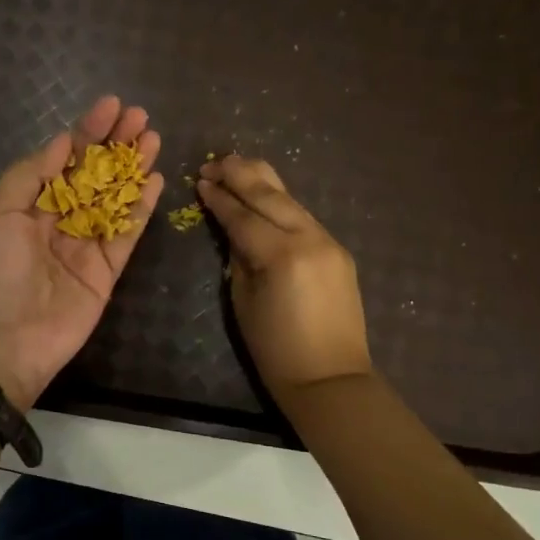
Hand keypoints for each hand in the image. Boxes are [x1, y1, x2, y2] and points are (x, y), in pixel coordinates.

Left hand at [0, 96, 163, 409]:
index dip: (85, 132)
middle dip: (115, 145)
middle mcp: (55, 222)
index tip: (110, 105)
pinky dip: (141, 209)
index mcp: (25, 206)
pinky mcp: (105, 273)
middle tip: (141, 116)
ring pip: (113, 200)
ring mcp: (82, 248)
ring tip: (154, 138)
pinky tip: (155, 180)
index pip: (61, 160)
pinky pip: (126, 235)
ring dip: (133, 169)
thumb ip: (30, 176)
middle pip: (92, 176)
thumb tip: (61, 142)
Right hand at [196, 154, 372, 403]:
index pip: (242, 216)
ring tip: (239, 165)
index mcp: (280, 255)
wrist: (330, 378)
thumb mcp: (243, 302)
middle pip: (270, 196)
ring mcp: (329, 242)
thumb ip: (238, 259)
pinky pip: (305, 217)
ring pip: (291, 200)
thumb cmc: (276, 349)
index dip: (219, 198)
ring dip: (263, 181)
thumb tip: (235, 234)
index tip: (201, 180)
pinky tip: (266, 195)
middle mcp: (309, 239)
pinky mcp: (338, 251)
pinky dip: (282, 203)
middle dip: (241, 175)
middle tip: (216, 160)